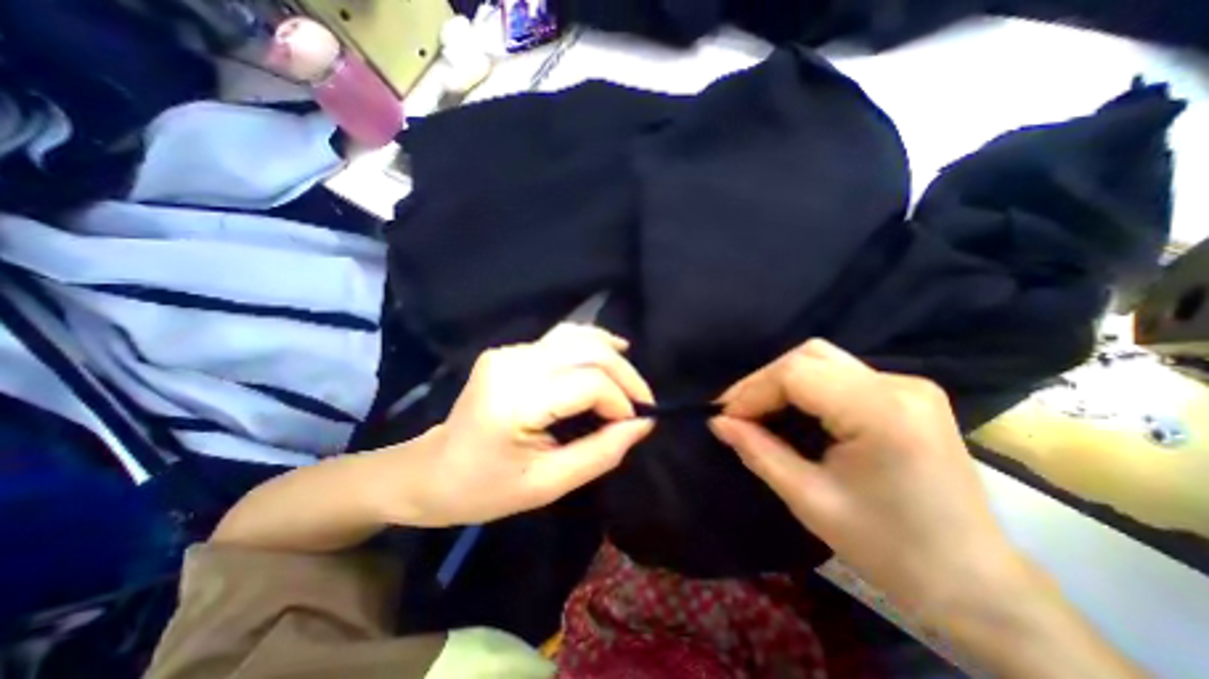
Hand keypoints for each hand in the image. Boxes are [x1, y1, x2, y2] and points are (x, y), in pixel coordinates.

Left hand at [379, 324, 657, 530]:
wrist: (432, 471)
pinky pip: (562, 339)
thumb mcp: (548, 484)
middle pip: (587, 351)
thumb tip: (642, 424)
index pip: (588, 382)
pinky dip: (592, 347)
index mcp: (515, 402)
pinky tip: (610, 353)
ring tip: (631, 381)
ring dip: (611, 355)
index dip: (620, 401)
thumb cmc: (485, 489)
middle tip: (643, 401)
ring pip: (577, 336)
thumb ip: (601, 452)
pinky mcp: (510, 350)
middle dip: (625, 374)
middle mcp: (512, 364)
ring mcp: (509, 352)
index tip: (634, 423)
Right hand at [710, 336, 1029, 614]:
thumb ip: (758, 452)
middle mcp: (899, 385)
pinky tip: (791, 410)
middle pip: (808, 355)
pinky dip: (804, 385)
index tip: (727, 418)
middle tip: (737, 412)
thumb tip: (718, 422)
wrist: (975, 583)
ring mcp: (908, 385)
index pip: (796, 373)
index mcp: (882, 413)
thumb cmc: (890, 549)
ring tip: (756, 410)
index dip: (752, 391)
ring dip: (780, 380)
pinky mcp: (906, 392)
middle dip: (763, 381)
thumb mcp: (810, 500)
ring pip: (821, 358)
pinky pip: (838, 372)